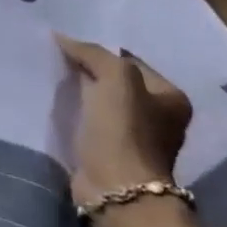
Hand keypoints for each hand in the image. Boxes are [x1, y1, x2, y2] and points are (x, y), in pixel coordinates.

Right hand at [55, 35, 191, 206]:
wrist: (116, 188)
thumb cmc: (124, 129)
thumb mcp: (115, 76)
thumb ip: (92, 52)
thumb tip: (63, 38)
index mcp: (171, 97)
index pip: (129, 60)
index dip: (100, 53)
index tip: (70, 48)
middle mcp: (160, 117)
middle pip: (117, 82)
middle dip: (90, 72)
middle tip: (60, 60)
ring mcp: (137, 138)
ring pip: (102, 103)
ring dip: (82, 94)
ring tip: (55, 80)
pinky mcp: (113, 154)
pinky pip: (92, 122)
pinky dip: (77, 114)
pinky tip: (59, 105)